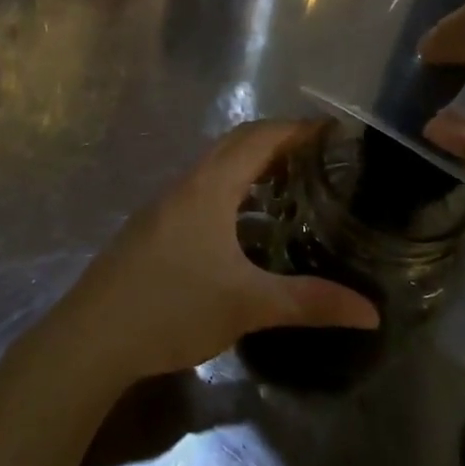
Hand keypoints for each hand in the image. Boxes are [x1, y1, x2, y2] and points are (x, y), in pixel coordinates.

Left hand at [54, 121, 379, 383]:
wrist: (93, 336)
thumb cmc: (173, 307)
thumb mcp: (248, 305)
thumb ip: (310, 302)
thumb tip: (371, 312)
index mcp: (210, 186)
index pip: (259, 137)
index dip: (296, 129)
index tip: (333, 131)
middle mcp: (186, 184)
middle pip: (236, 145)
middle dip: (277, 142)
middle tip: (319, 158)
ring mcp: (164, 205)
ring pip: (215, 170)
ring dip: (251, 169)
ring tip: (291, 189)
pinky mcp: (153, 227)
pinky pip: (201, 193)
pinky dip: (231, 193)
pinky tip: (245, 230)